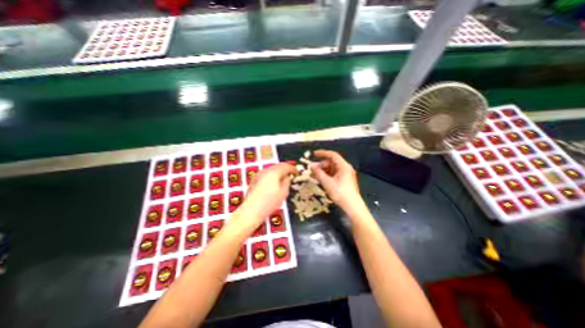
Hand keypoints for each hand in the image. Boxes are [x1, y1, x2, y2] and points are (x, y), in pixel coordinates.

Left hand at [234, 164, 297, 229]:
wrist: (251, 211)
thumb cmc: (270, 203)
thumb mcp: (283, 193)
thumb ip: (287, 182)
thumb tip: (287, 177)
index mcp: (274, 172)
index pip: (286, 166)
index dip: (293, 169)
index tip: (297, 174)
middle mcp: (266, 170)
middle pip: (278, 166)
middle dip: (286, 169)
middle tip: (291, 175)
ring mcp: (259, 174)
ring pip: (272, 169)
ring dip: (279, 172)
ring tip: (283, 179)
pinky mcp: (255, 179)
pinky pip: (266, 173)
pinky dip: (272, 175)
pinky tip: (274, 182)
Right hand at [307, 149, 363, 213]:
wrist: (352, 206)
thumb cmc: (340, 193)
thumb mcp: (327, 183)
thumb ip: (318, 173)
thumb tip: (311, 166)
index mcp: (344, 166)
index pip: (333, 155)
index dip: (323, 153)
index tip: (314, 154)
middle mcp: (345, 168)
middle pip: (332, 162)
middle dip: (321, 165)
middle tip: (312, 170)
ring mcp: (345, 174)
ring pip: (332, 169)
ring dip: (323, 171)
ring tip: (314, 175)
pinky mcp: (344, 180)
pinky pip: (334, 174)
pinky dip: (327, 175)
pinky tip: (320, 179)